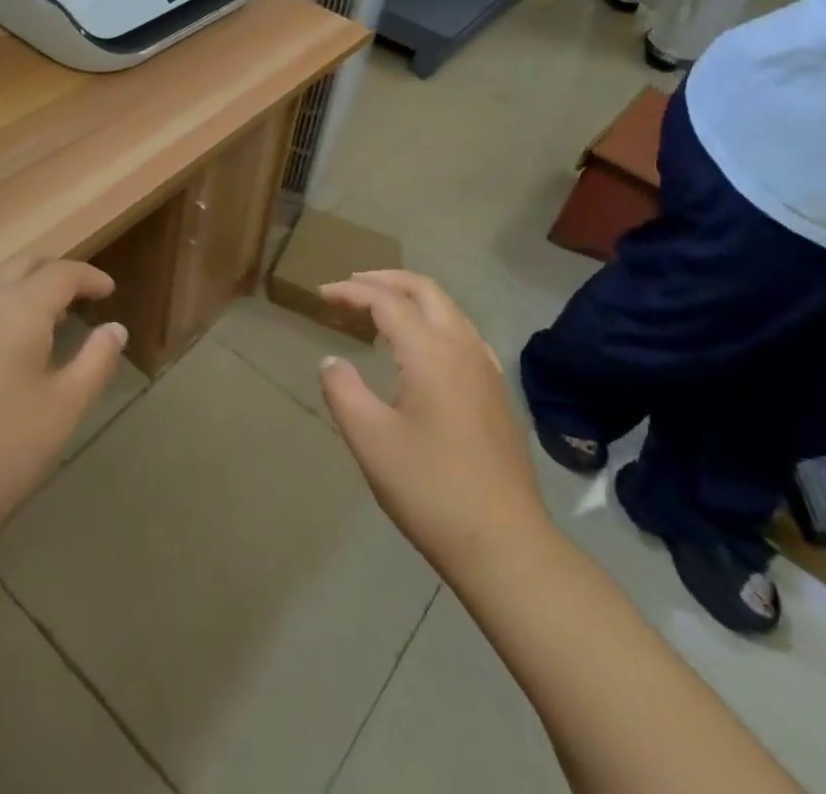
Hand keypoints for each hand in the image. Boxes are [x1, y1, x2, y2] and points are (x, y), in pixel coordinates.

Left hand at [0, 256, 125, 545]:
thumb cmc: (6, 451)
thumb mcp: (67, 406)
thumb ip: (97, 359)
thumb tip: (115, 328)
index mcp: (17, 309)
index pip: (61, 274)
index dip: (89, 277)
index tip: (107, 291)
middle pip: (21, 265)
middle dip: (53, 273)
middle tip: (75, 297)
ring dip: (17, 287)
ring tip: (35, 318)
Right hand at [318, 270, 552, 576]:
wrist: (505, 545)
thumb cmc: (430, 489)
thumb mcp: (370, 439)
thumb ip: (343, 390)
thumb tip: (331, 360)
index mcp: (430, 352)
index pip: (386, 301)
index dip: (351, 291)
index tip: (321, 295)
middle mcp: (463, 347)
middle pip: (424, 290)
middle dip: (385, 279)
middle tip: (351, 286)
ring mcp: (486, 369)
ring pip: (448, 309)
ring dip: (411, 297)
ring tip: (380, 308)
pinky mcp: (497, 392)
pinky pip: (463, 333)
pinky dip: (433, 320)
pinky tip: (422, 345)